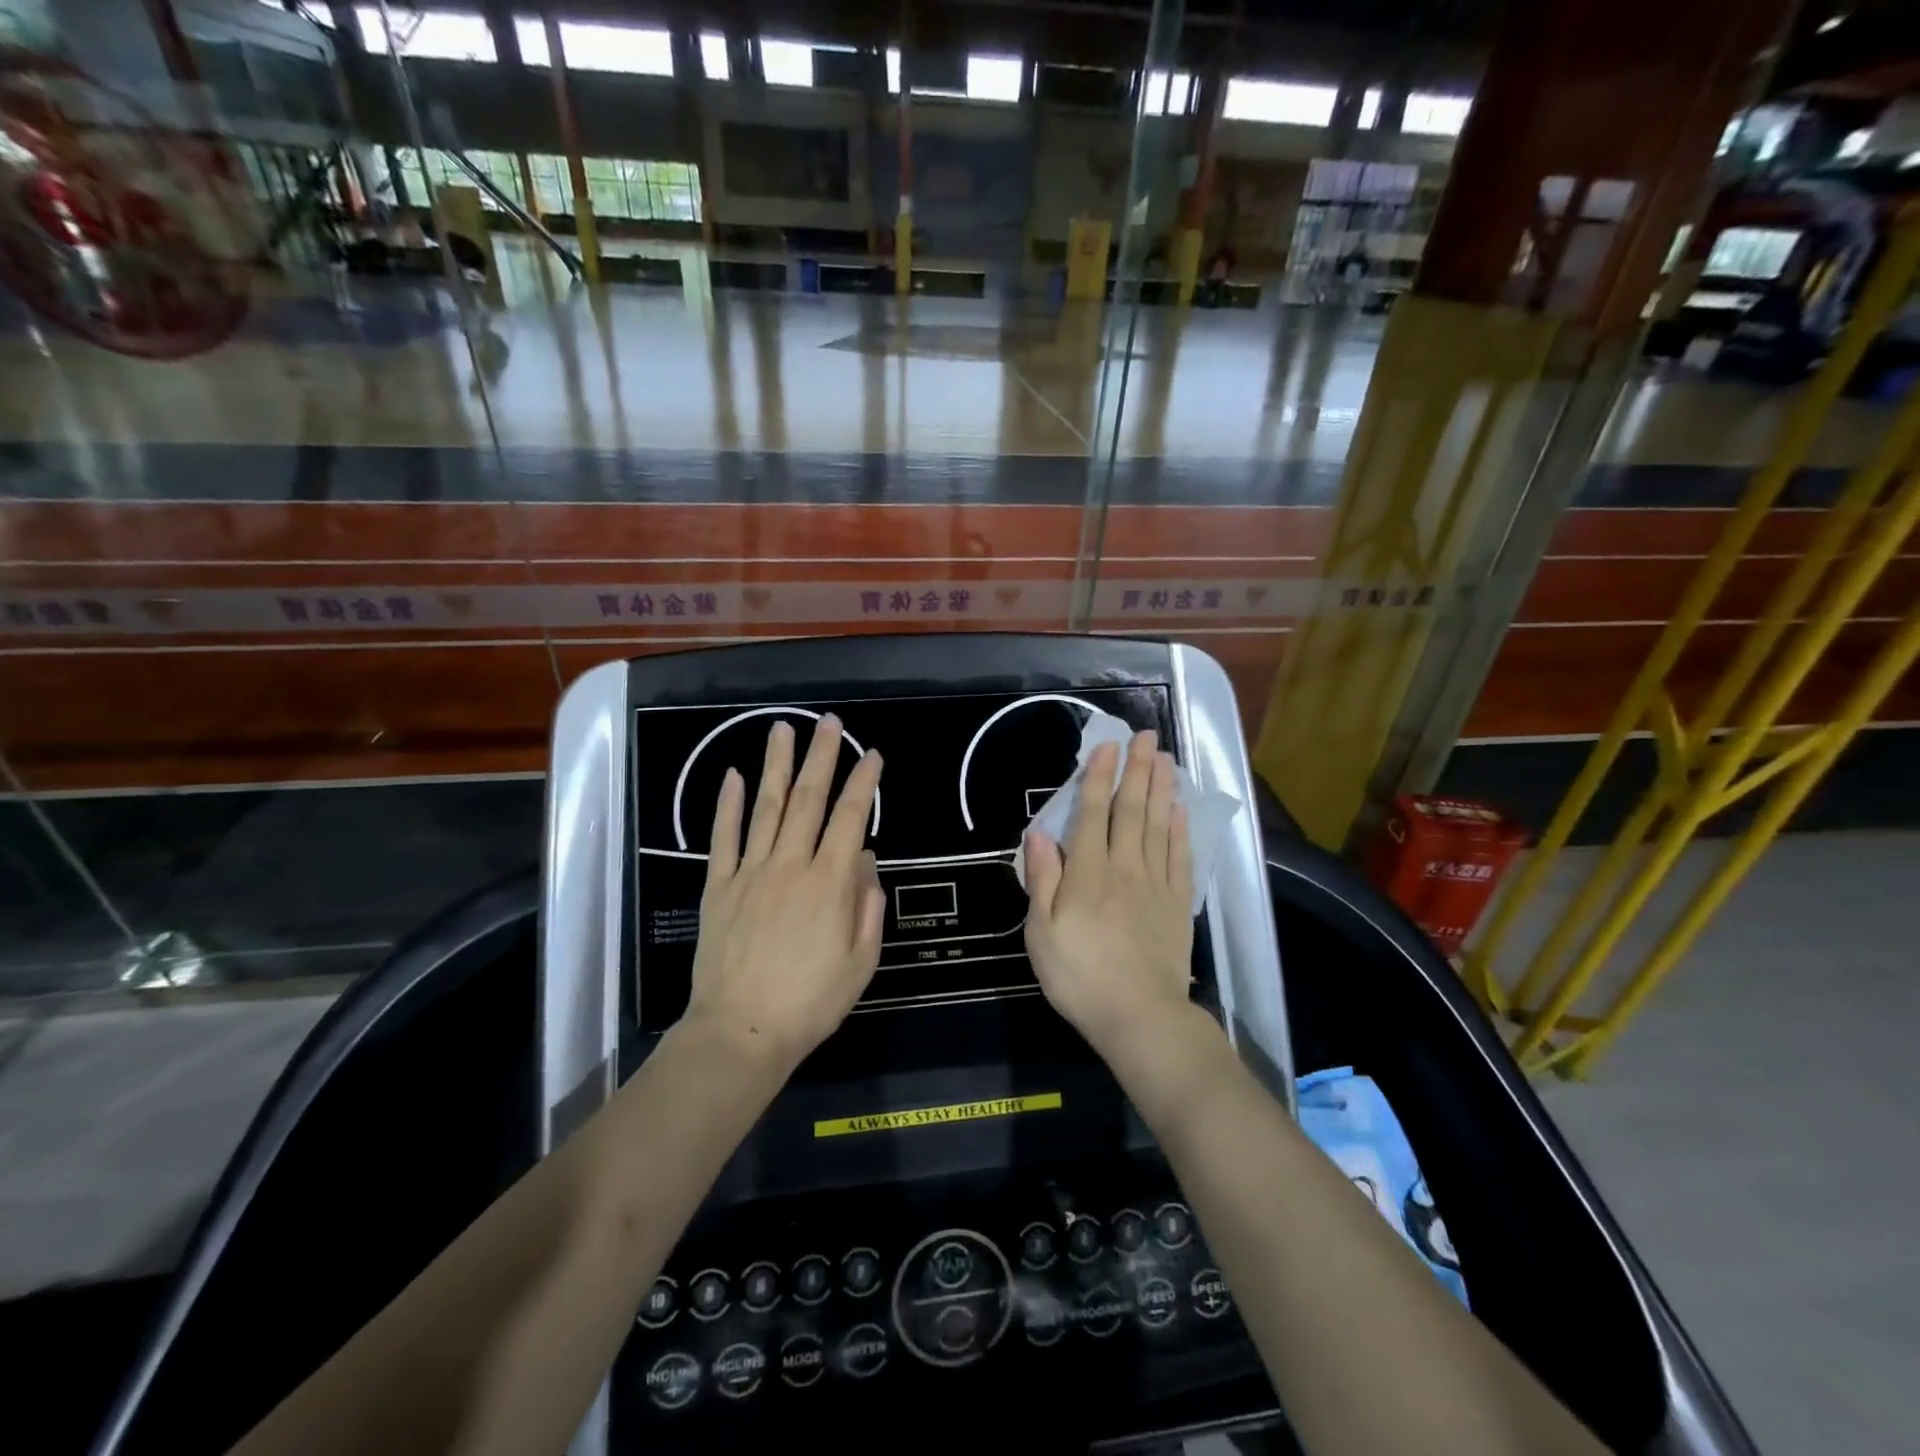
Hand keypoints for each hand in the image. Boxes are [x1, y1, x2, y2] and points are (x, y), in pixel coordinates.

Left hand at [686, 716, 885, 1069]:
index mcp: (830, 883)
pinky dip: (726, 805)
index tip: (872, 755)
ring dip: (776, 766)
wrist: (741, 1033)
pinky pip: (723, 837)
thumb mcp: (861, 962)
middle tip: (829, 722)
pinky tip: (731, 775)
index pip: (851, 818)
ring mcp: (749, 872)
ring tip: (782, 728)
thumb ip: (868, 906)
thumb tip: (866, 859)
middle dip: (822, 756)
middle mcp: (790, 865)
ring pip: (765, 807)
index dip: (864, 782)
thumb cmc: (811, 1002)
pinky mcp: (717, 886)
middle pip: (809, 800)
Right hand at [1023, 730, 1193, 1061]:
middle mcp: (1124, 868)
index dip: (1099, 777)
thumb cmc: (1079, 977)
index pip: (1093, 814)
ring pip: (1158, 825)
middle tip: (1146, 737)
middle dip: (1137, 770)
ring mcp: (1156, 885)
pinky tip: (1180, 809)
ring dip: (1161, 789)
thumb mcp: (1041, 933)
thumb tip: (1038, 833)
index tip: (1108, 746)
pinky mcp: (1177, 904)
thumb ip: (1042, 880)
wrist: (1140, 1017)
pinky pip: (1179, 856)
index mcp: (1087, 874)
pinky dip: (1179, 829)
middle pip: (1132, 810)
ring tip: (1166, 758)